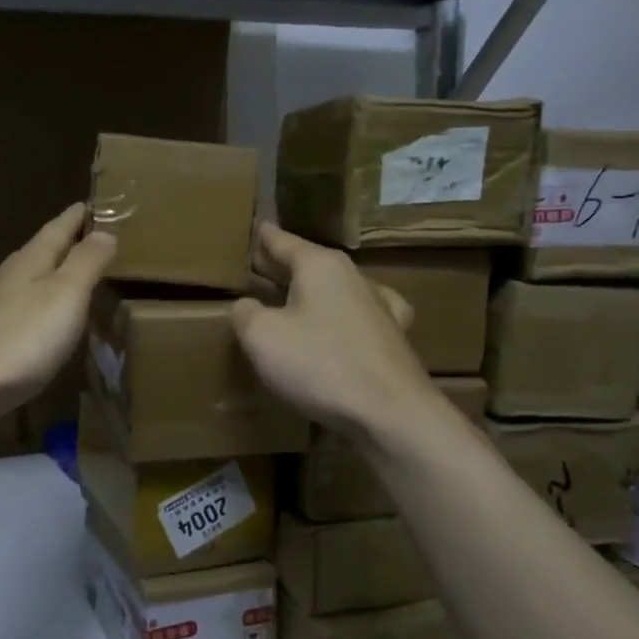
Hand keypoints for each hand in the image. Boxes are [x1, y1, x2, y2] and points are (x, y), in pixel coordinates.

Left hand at [0, 203, 115, 442]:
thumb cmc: (19, 339)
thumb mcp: (65, 295)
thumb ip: (86, 263)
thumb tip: (104, 231)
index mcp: (29, 262)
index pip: (57, 229)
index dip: (76, 217)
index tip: (90, 204)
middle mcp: (6, 278)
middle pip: (39, 253)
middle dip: (63, 244)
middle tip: (88, 238)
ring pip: (25, 282)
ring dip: (48, 276)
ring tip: (70, 278)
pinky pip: (17, 311)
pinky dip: (36, 307)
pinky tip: (40, 322)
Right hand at [231, 222, 438, 437]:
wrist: (390, 412)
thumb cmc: (319, 364)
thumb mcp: (262, 337)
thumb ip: (245, 313)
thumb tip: (246, 306)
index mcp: (320, 266)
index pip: (284, 241)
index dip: (265, 237)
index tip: (255, 226)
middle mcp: (353, 277)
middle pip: (309, 263)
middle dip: (283, 266)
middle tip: (258, 267)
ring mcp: (379, 306)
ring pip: (334, 289)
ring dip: (311, 292)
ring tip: (290, 300)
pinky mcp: (392, 338)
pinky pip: (356, 316)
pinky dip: (340, 317)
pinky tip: (339, 327)